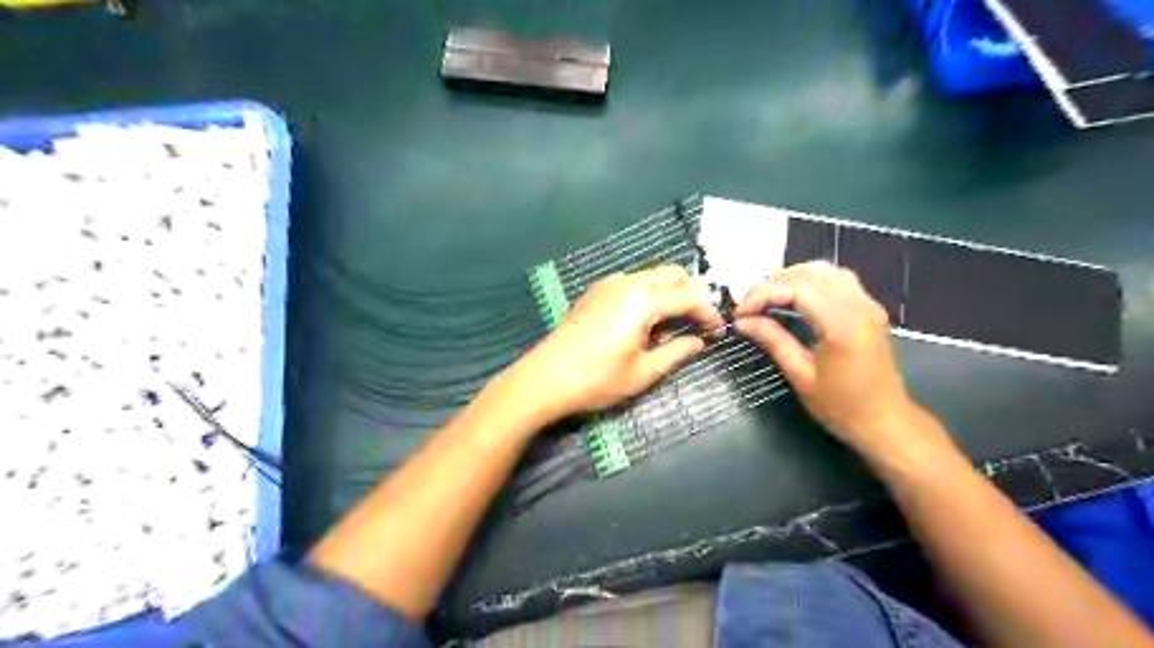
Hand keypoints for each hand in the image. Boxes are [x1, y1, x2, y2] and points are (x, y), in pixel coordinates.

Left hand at [506, 266, 717, 422]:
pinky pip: (633, 284)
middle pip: (672, 274)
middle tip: (699, 323)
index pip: (688, 297)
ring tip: (674, 326)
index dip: (708, 313)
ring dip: (670, 293)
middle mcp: (626, 282)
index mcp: (641, 300)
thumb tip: (698, 342)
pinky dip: (650, 295)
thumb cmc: (596, 380)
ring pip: (652, 276)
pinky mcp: (595, 292)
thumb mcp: (643, 372)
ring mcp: (608, 284)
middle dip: (692, 295)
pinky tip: (647, 323)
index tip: (718, 332)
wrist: (544, 378)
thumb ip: (676, 352)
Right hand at [740, 261, 924, 459]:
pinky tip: (794, 296)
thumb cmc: (841, 406)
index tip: (740, 313)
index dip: (763, 294)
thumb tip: (742, 322)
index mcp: (842, 325)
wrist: (885, 422)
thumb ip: (773, 340)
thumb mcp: (800, 375)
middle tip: (747, 305)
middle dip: (772, 284)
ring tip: (766, 297)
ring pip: (825, 271)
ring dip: (791, 277)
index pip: (796, 289)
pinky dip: (811, 280)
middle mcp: (859, 306)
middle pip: (809, 275)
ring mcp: (868, 304)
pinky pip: (838, 280)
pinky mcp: (870, 309)